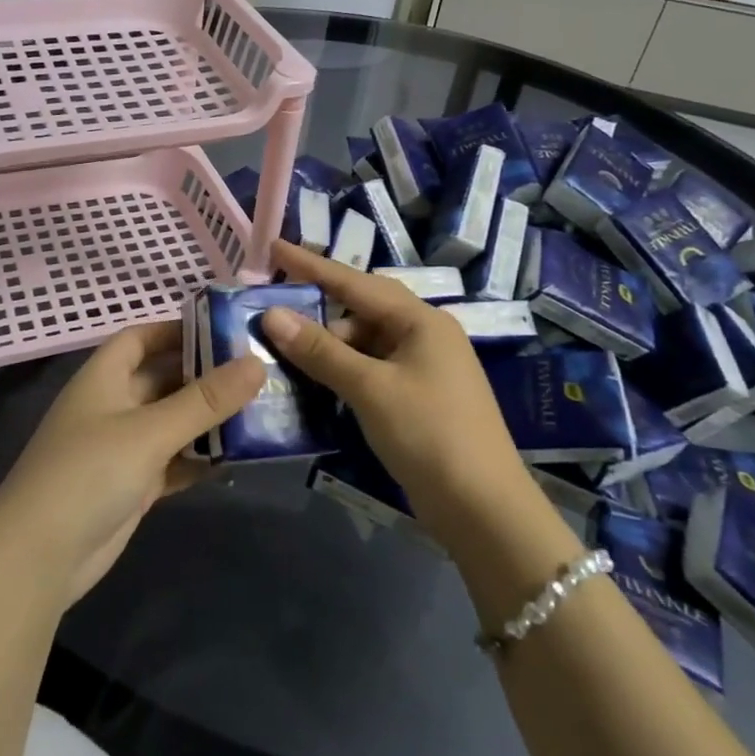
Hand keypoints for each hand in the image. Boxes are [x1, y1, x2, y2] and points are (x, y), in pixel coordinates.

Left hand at [0, 321, 264, 607]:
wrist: (39, 558)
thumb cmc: (89, 473)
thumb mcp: (150, 431)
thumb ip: (205, 400)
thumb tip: (256, 362)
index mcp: (104, 377)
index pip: (141, 337)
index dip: (178, 329)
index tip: (226, 330)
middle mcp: (113, 405)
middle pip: (163, 379)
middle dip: (205, 375)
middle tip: (258, 371)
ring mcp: (122, 448)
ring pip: (172, 422)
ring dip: (208, 419)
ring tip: (261, 411)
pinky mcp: (133, 485)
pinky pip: (173, 461)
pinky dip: (199, 458)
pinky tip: (237, 458)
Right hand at [260, 241, 530, 529]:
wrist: (483, 509)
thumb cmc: (429, 434)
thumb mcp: (370, 389)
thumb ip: (320, 351)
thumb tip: (272, 315)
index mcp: (421, 321)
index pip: (356, 282)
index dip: (312, 265)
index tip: (275, 247)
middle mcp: (424, 336)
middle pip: (360, 312)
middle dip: (317, 312)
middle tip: (271, 314)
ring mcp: (423, 369)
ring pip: (364, 345)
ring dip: (327, 348)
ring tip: (282, 353)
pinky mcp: (417, 399)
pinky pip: (370, 372)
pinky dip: (342, 373)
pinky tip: (314, 383)